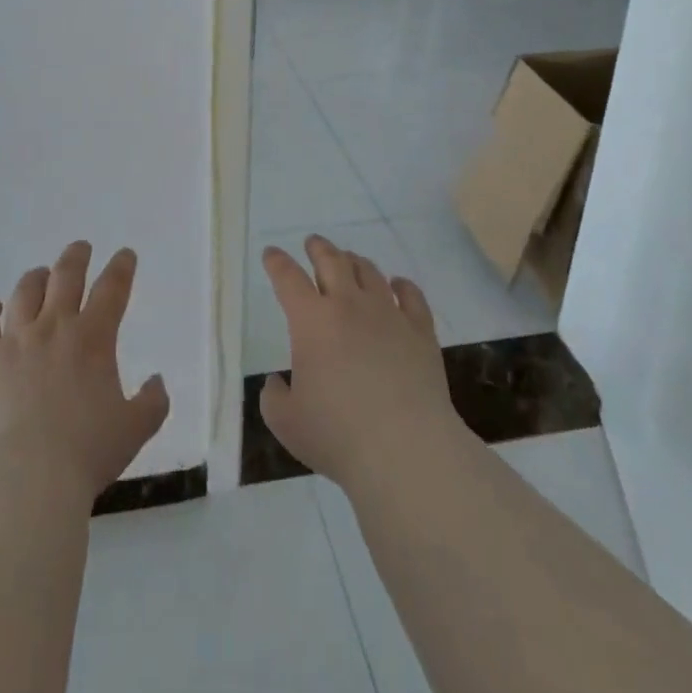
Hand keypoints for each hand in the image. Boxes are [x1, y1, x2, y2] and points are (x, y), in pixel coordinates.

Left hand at [0, 241, 169, 502]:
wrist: (26, 479)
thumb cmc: (86, 454)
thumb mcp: (134, 430)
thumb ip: (153, 402)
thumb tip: (158, 380)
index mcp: (93, 337)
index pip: (112, 288)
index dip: (121, 267)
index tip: (125, 254)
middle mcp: (54, 326)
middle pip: (66, 275)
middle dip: (77, 256)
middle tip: (81, 248)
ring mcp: (14, 340)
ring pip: (25, 291)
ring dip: (36, 278)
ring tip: (40, 276)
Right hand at [259, 235, 466, 493]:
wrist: (405, 448)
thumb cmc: (338, 435)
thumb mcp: (286, 423)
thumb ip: (274, 398)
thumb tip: (277, 382)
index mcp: (312, 321)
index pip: (288, 278)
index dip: (277, 263)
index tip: (271, 253)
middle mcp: (349, 305)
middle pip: (331, 261)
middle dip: (319, 248)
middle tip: (313, 243)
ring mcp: (388, 314)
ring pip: (369, 272)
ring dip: (355, 261)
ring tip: (350, 260)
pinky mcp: (420, 330)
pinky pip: (411, 294)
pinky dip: (402, 284)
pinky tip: (398, 285)